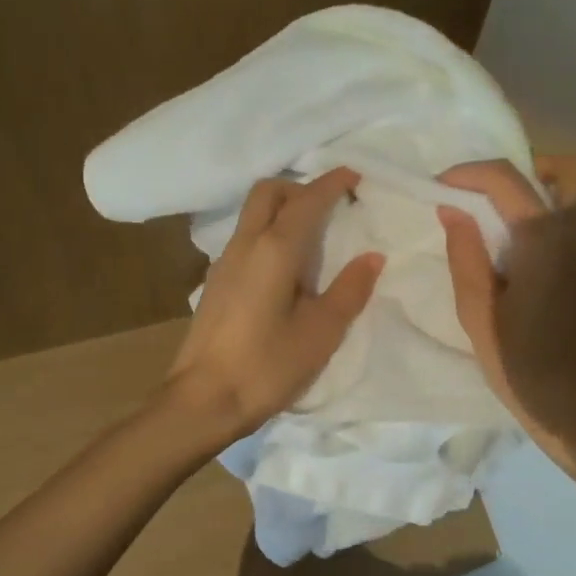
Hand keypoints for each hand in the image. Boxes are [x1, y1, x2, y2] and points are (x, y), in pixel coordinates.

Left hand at [163, 168, 383, 444]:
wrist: (203, 400)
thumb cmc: (267, 366)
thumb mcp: (321, 332)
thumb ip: (350, 290)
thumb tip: (373, 257)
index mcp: (275, 249)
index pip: (307, 200)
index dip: (333, 182)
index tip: (356, 175)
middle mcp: (246, 244)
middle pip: (269, 191)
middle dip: (301, 186)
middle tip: (332, 206)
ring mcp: (225, 262)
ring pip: (253, 212)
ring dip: (283, 208)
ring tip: (315, 235)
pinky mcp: (216, 282)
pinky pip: (247, 237)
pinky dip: (270, 231)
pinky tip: (287, 266)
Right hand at [438, 156, 575, 472]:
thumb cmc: (525, 369)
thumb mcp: (479, 317)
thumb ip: (465, 256)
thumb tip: (452, 210)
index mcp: (547, 240)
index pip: (507, 179)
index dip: (468, 173)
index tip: (441, 185)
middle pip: (571, 169)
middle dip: (530, 167)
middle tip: (492, 194)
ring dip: (545, 197)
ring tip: (506, 233)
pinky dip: (560, 226)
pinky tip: (532, 267)